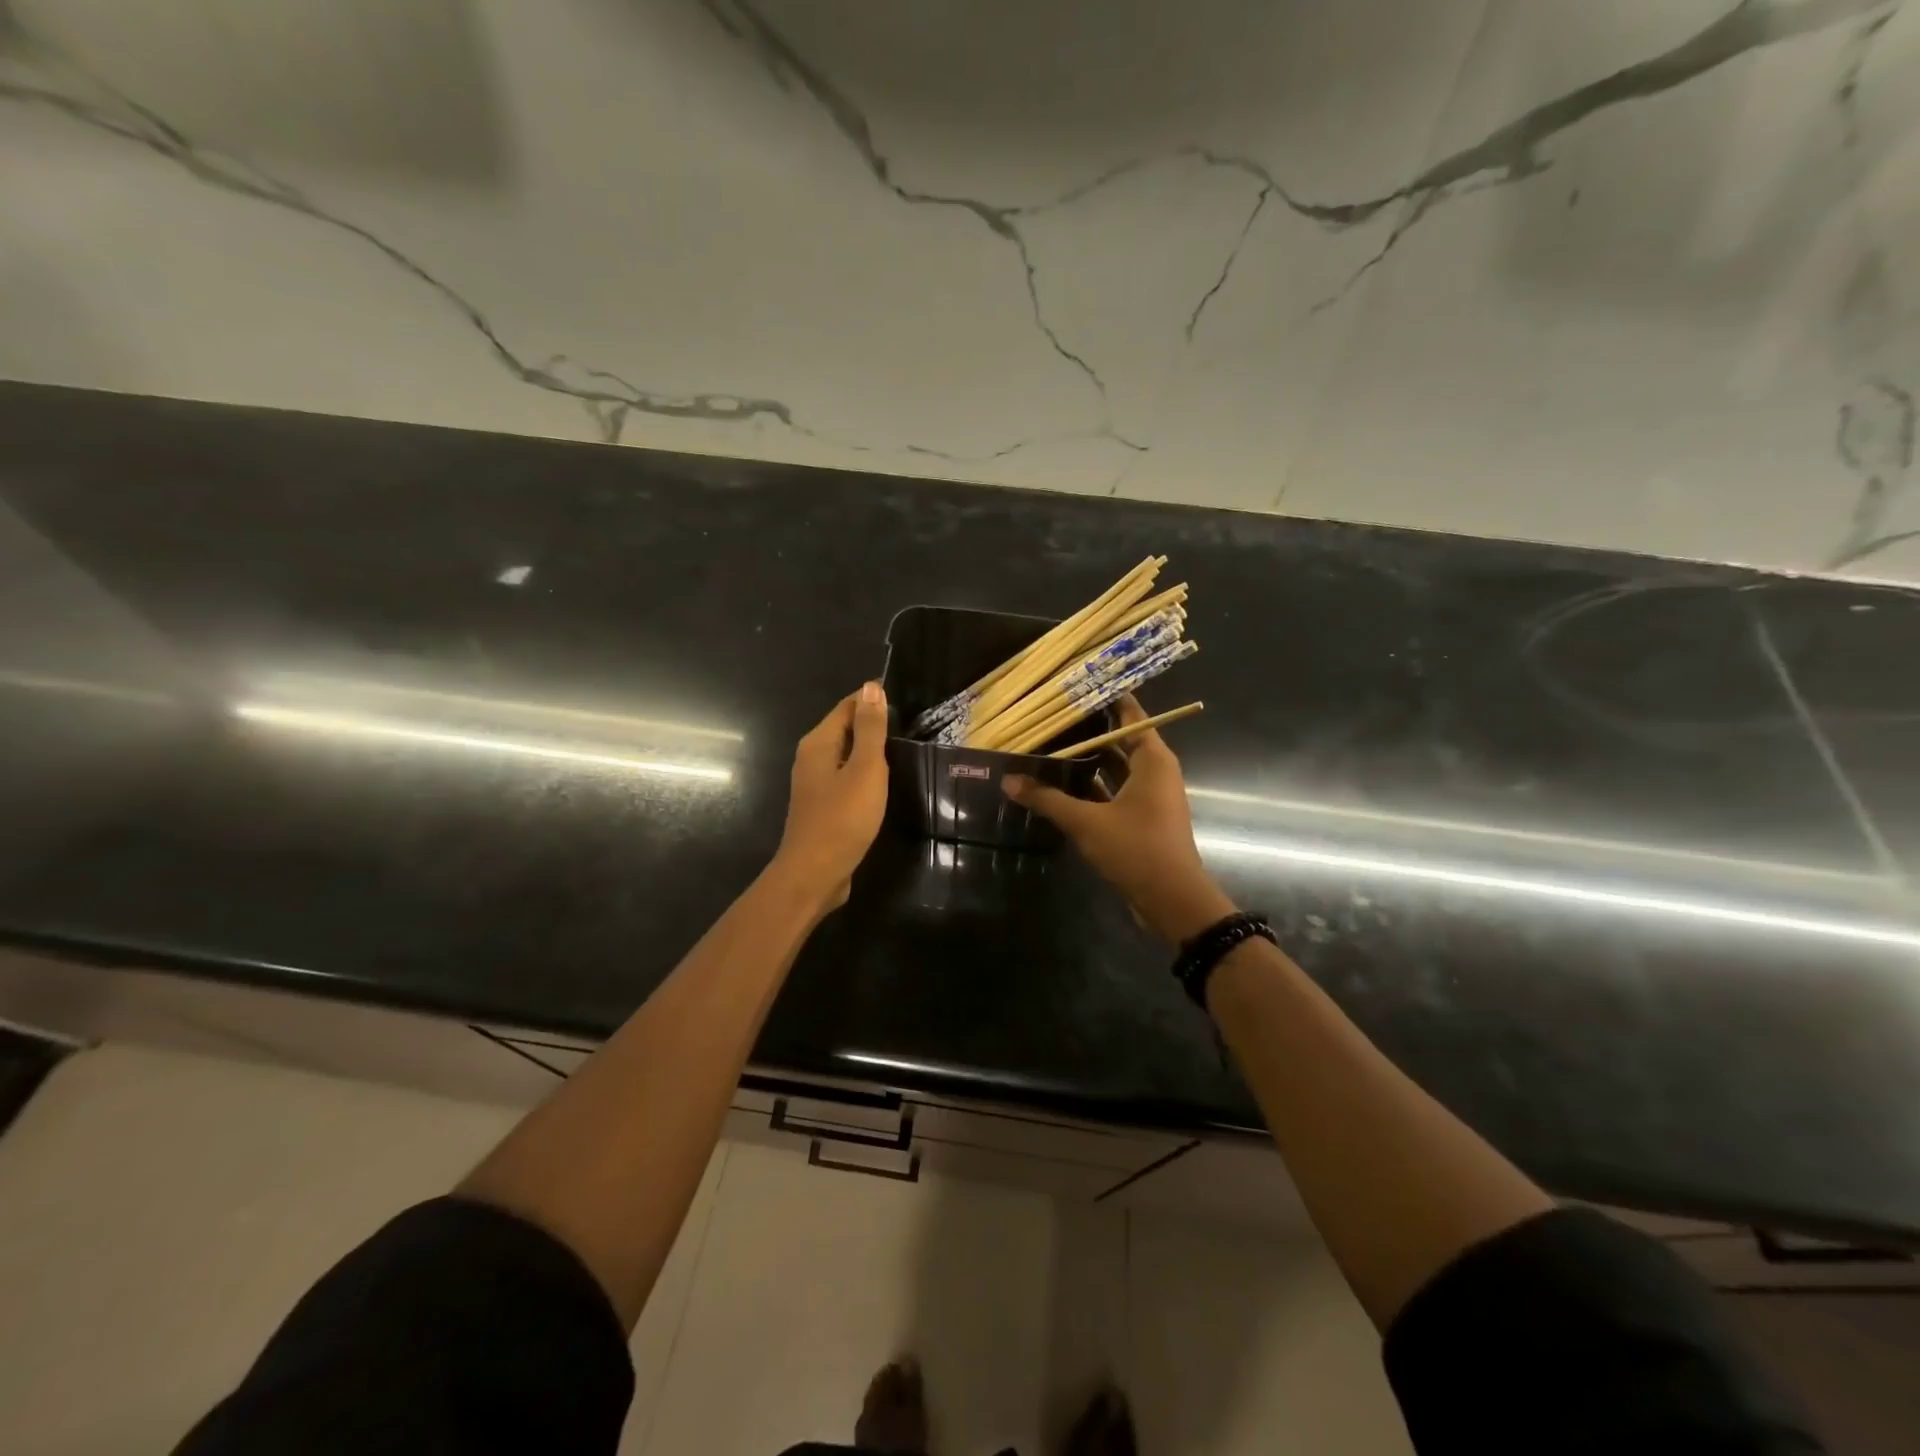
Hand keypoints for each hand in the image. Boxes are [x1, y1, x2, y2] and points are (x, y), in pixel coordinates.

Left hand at [772, 683, 889, 912]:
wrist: (815, 873)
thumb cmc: (843, 818)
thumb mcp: (865, 769)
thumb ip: (870, 729)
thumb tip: (872, 686)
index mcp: (819, 742)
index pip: (848, 706)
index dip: (874, 700)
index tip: (907, 701)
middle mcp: (812, 757)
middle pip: (845, 729)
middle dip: (873, 724)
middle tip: (912, 724)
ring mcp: (815, 783)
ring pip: (846, 755)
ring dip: (871, 751)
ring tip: (903, 749)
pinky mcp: (823, 806)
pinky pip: (846, 777)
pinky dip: (865, 773)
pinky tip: (884, 782)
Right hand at [1002, 696, 1234, 944]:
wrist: (1171, 900)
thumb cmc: (1136, 849)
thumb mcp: (1086, 822)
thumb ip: (1047, 799)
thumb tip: (1009, 780)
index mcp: (1153, 759)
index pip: (1131, 714)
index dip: (1106, 697)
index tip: (1076, 684)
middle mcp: (1155, 771)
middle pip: (1120, 739)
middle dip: (1088, 729)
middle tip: (1050, 715)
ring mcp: (1150, 796)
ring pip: (1116, 767)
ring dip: (1087, 760)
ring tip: (1049, 745)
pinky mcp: (1142, 818)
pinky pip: (1114, 790)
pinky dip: (1092, 786)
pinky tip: (1060, 785)